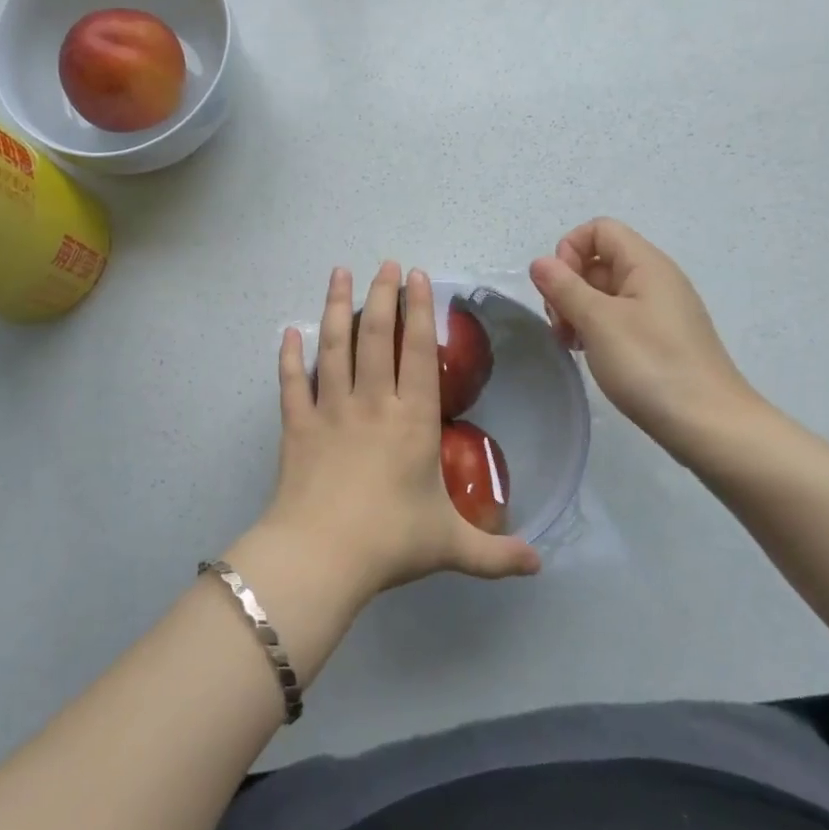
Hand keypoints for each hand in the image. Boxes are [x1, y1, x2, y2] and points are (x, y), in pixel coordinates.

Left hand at [260, 263, 540, 598]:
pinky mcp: (296, 426)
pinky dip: (289, 357)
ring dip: (336, 307)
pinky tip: (288, 332)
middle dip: (381, 295)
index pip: (418, 352)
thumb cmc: (390, 542)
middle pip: (375, 337)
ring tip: (340, 273)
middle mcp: (372, 403)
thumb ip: (496, 554)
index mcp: (412, 420)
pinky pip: (291, 383)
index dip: (419, 311)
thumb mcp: (452, 548)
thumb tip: (539, 566)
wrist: (322, 556)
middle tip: (383, 264)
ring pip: (333, 347)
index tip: (417, 276)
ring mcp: (330, 410)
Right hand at [529, 218, 762, 464]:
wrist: (710, 426)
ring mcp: (659, 311)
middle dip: (569, 285)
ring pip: (605, 292)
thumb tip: (540, 262)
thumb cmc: (652, 366)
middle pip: (599, 260)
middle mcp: (655, 279)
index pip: (599, 229)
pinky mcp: (659, 339)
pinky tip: (590, 355)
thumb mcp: (599, 322)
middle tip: (561, 325)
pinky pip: (618, 318)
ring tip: (571, 344)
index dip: (570, 250)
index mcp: (646, 264)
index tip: (559, 289)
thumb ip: (565, 287)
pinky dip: (596, 329)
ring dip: (578, 311)